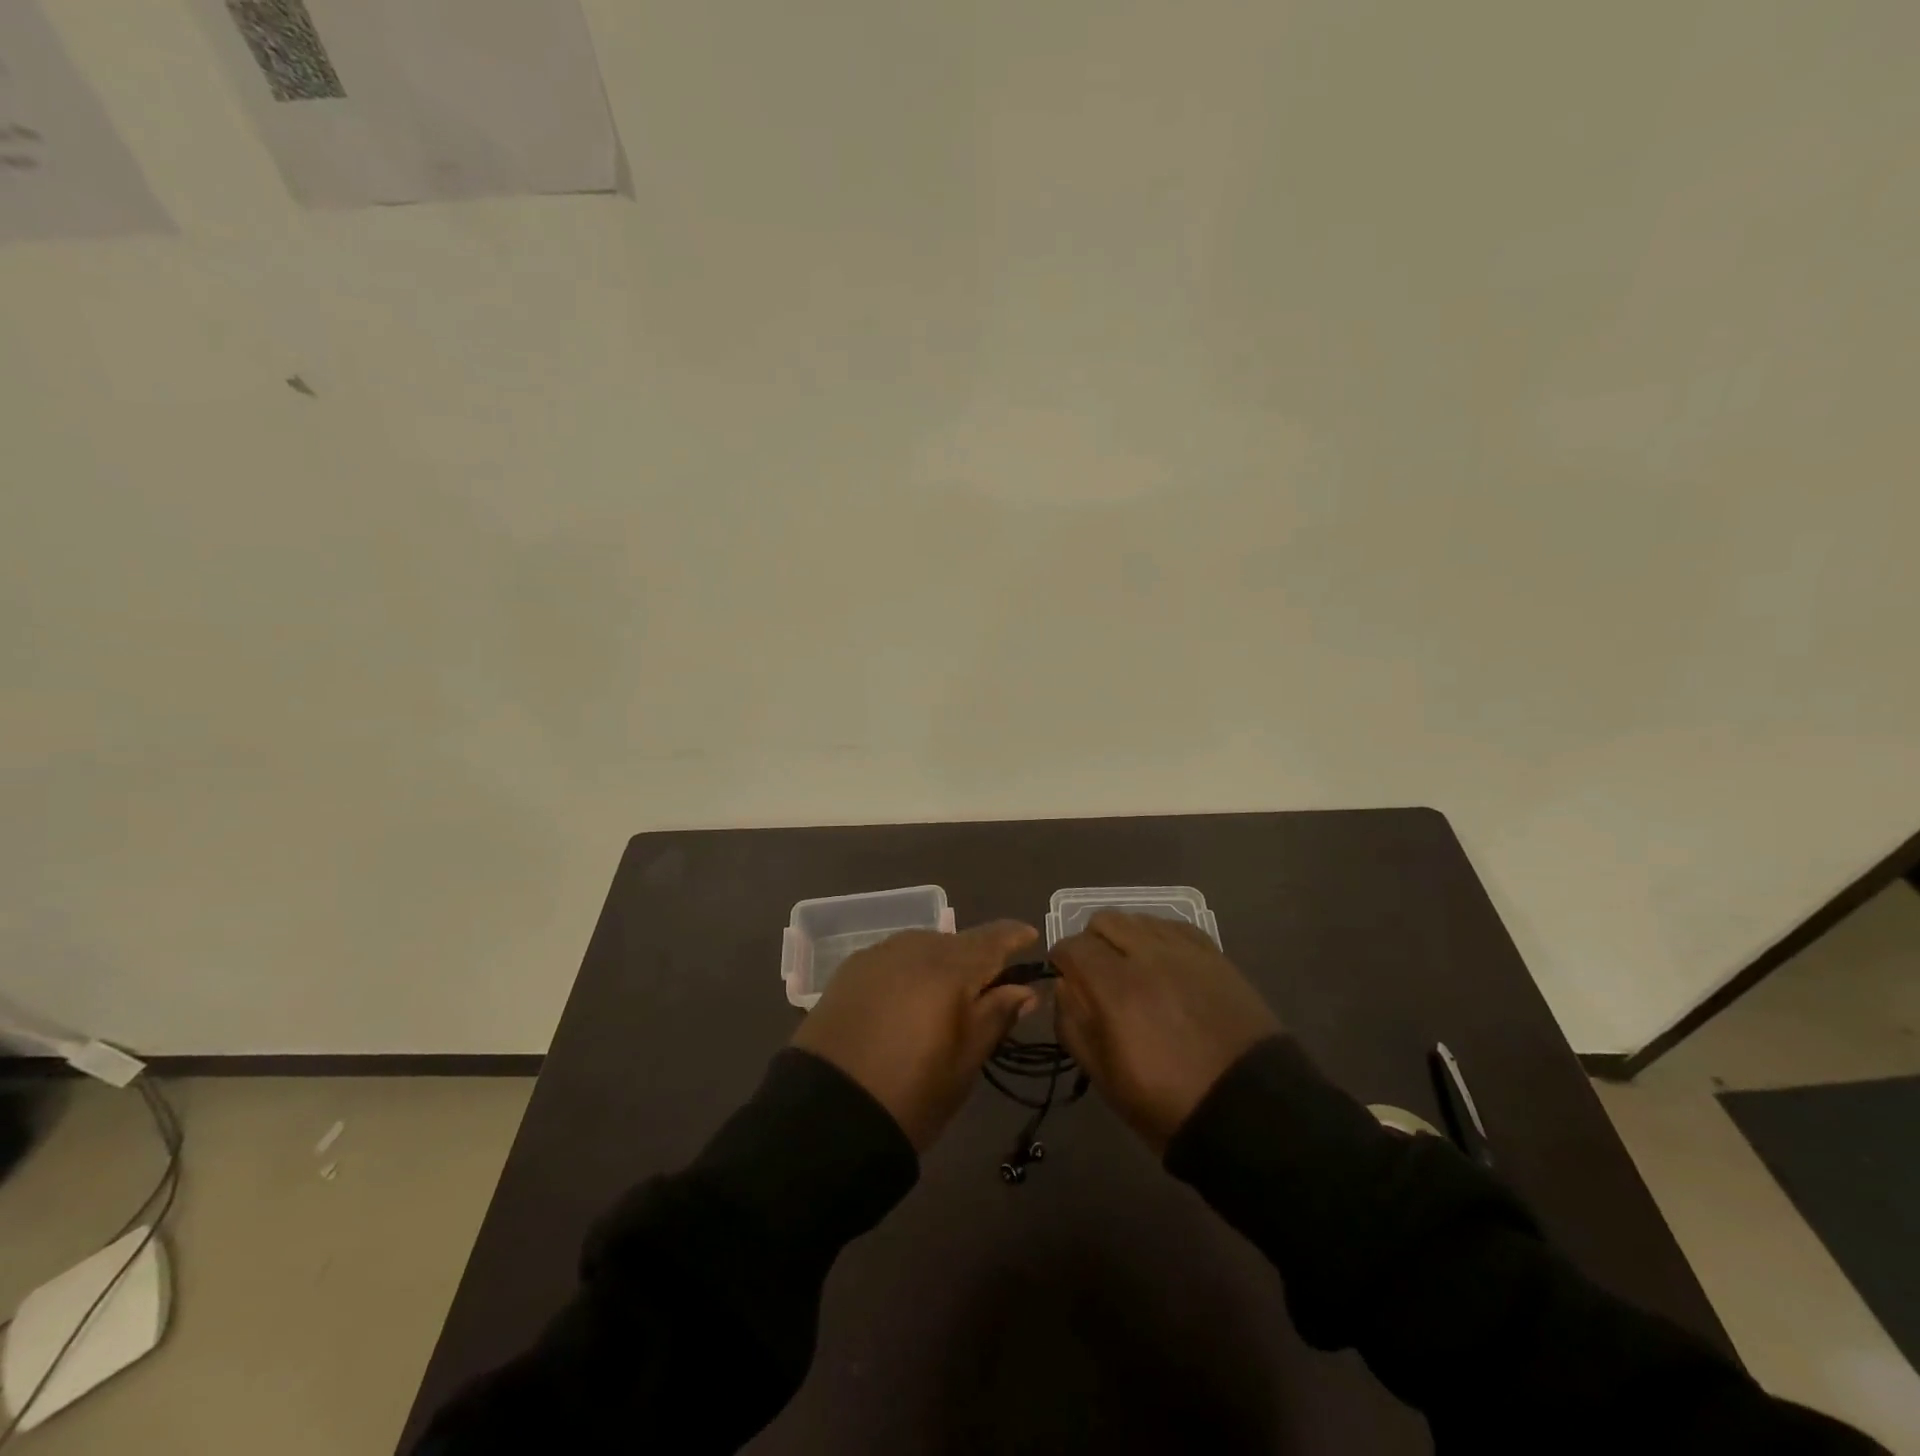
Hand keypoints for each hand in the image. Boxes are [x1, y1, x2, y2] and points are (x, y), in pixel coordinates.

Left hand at [792, 920, 1039, 1150]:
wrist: (825, 1116)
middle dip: (977, 956)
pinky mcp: (849, 971)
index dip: (1014, 937)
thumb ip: (996, 1016)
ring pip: (924, 946)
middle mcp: (913, 949)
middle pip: (957, 941)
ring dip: (942, 961)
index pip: (992, 939)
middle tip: (990, 986)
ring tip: (949, 993)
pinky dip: (910, 969)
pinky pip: (893, 957)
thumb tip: (1024, 990)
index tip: (1031, 938)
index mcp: (948, 969)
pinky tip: (909, 994)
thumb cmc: (911, 1095)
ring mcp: (877, 956)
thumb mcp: (965, 1062)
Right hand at [1051, 911, 1280, 1154]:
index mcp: (1115, 988)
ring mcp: (1185, 952)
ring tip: (1131, 966)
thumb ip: (1073, 1024)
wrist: (1251, 1112)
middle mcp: (1148, 956)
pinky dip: (1158, 936)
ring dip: (1125, 936)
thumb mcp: (1104, 1077)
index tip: (1063, 975)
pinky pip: (1174, 926)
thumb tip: (1063, 986)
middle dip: (1091, 941)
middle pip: (1104, 920)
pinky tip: (1163, 962)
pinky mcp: (1215, 955)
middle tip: (1096, 971)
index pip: (1073, 946)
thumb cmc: (1168, 1104)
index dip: (1060, 958)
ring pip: (1139, 918)